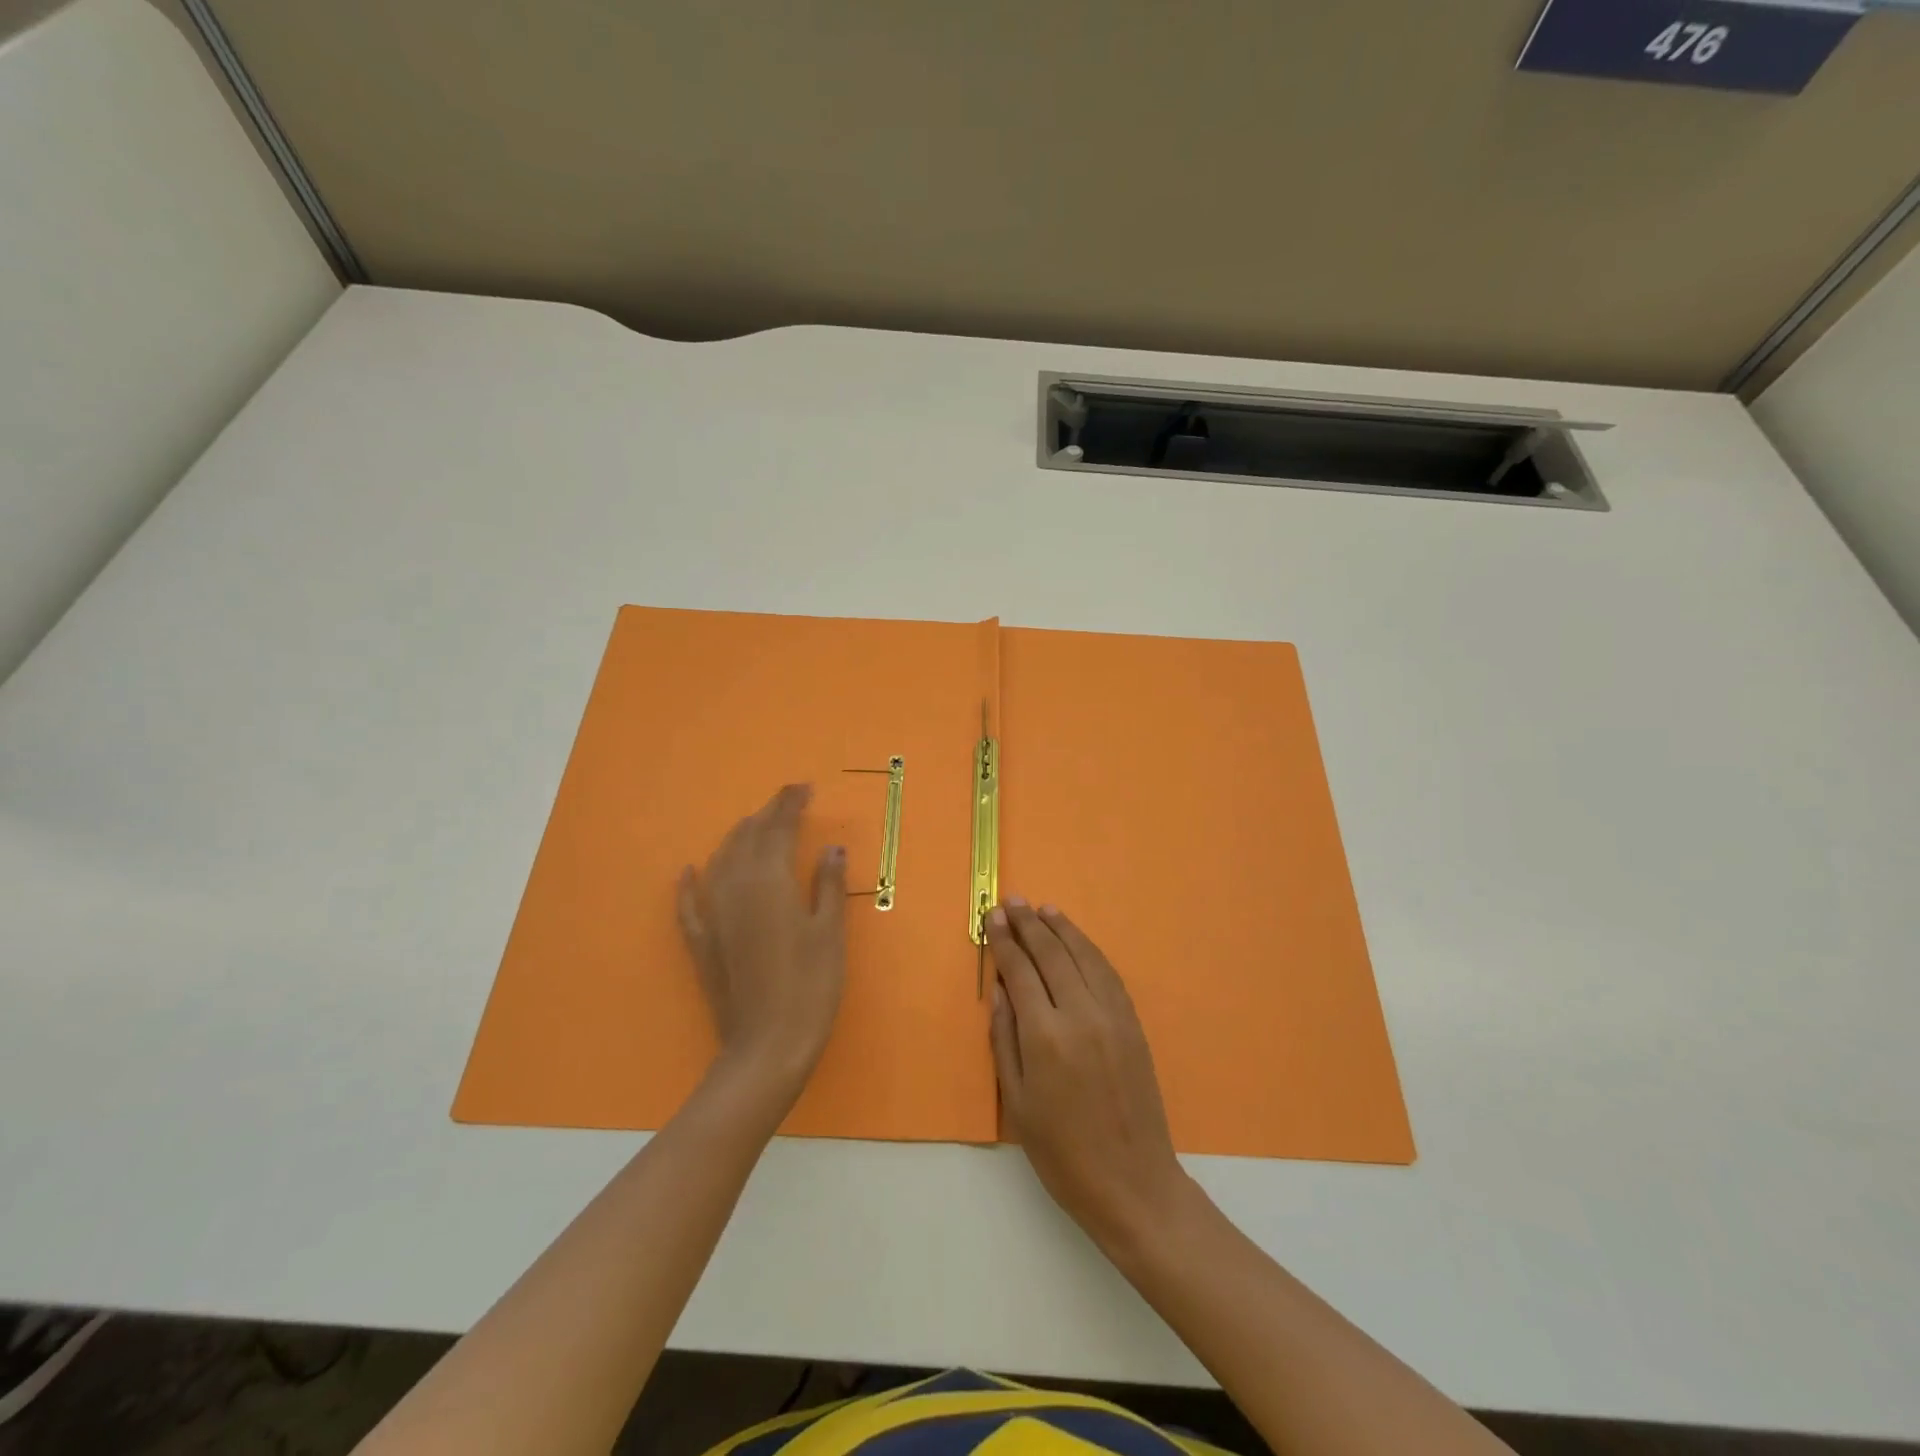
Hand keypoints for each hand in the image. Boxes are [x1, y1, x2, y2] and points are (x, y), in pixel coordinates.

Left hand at [677, 784, 846, 1093]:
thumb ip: (828, 885)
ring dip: (738, 838)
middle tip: (788, 803)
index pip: (779, 828)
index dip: (791, 804)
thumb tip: (831, 847)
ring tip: (755, 827)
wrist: (766, 1047)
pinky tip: (688, 872)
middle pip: (747, 838)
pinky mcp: (701, 943)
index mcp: (770, 881)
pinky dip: (689, 884)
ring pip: (720, 861)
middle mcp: (735, 888)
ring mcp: (713, 915)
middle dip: (767, 815)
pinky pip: (689, 904)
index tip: (805, 788)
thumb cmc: (810, 987)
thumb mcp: (830, 933)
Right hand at [988, 900, 1192, 1247]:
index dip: (1005, 941)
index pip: (1021, 970)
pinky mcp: (1133, 1023)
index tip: (992, 917)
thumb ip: (1005, 1038)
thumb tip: (1000, 987)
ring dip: (1061, 928)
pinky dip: (1089, 950)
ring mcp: (1112, 1016)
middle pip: (1052, 954)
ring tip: (1043, 909)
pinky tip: (1077, 941)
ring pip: (1083, 955)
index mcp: (1045, 1036)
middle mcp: (1080, 1014)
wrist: (1132, 1183)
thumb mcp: (1017, 1102)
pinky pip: (1108, 973)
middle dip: (1029, 924)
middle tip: (1012, 901)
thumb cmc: (1062, 1153)